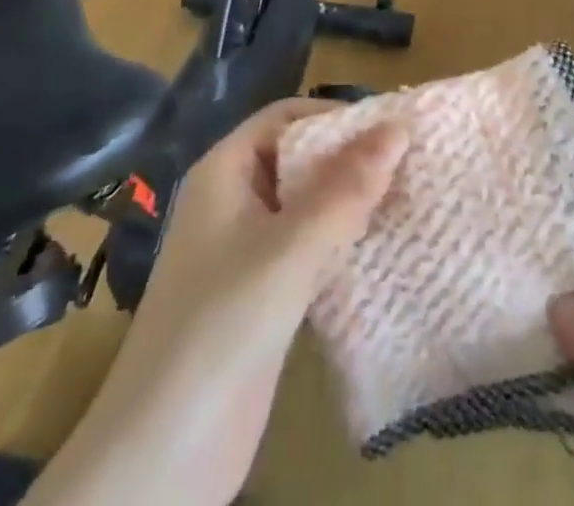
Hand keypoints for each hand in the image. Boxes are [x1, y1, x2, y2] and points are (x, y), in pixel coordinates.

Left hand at [24, 98, 406, 505]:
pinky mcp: (260, 298)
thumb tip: (399, 125)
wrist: (161, 457)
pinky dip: (341, 245)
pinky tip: (382, 253)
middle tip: (411, 164)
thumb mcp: (290, 248)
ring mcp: (244, 253)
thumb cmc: (222, 325)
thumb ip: (347, 187)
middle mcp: (232, 202)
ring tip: (408, 201)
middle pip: (299, 160)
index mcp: (224, 172)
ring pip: (306, 208)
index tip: (390, 127)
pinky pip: (307, 252)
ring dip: (350, 204)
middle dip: (350, 160)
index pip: (286, 118)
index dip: (335, 116)